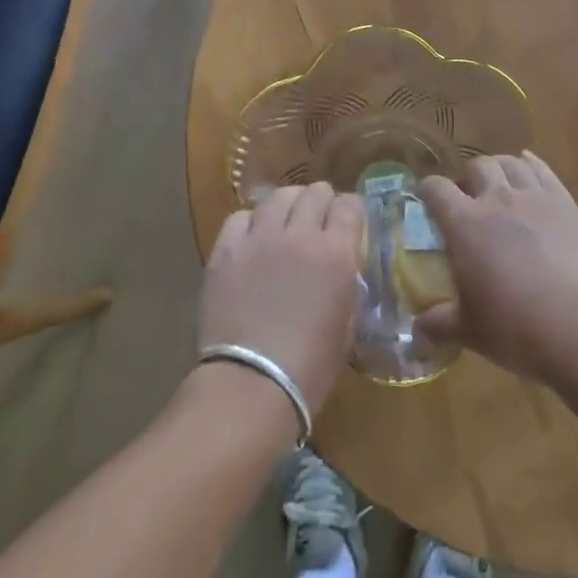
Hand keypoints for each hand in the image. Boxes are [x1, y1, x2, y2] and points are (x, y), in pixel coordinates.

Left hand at [198, 183, 364, 419]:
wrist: (251, 386)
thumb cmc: (309, 368)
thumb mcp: (346, 325)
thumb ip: (347, 285)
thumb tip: (342, 268)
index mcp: (336, 254)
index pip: (350, 205)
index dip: (351, 210)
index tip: (348, 222)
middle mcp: (300, 235)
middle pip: (315, 192)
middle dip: (321, 202)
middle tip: (318, 221)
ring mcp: (260, 238)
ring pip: (277, 196)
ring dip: (287, 205)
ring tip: (284, 221)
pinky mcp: (226, 250)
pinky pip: (240, 217)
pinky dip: (251, 222)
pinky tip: (252, 239)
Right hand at [416, 152, 577, 383]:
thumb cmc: (514, 327)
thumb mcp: (469, 330)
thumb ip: (439, 323)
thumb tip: (418, 328)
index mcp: (465, 223)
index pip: (436, 189)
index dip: (427, 190)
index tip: (426, 198)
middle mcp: (497, 199)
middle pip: (477, 166)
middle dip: (469, 177)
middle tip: (470, 198)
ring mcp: (534, 197)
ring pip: (511, 163)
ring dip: (500, 168)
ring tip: (500, 183)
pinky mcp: (566, 203)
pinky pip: (544, 171)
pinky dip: (532, 165)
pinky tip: (528, 166)